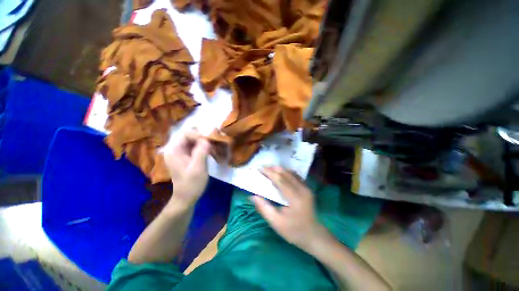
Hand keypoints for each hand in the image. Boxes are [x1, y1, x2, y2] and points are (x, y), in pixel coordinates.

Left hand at [163, 130, 210, 206]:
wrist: (186, 198)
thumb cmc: (191, 184)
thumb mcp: (198, 169)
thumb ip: (201, 152)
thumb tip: (207, 140)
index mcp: (174, 151)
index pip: (186, 134)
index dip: (199, 135)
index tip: (210, 142)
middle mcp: (175, 149)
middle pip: (190, 136)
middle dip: (203, 139)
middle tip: (213, 145)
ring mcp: (181, 153)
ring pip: (194, 141)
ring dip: (205, 143)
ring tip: (213, 149)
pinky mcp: (187, 156)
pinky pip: (196, 147)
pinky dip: (204, 147)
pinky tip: (210, 152)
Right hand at [252, 167, 327, 251]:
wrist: (313, 235)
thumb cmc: (293, 231)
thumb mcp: (276, 223)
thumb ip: (264, 208)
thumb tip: (252, 196)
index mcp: (295, 198)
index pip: (280, 180)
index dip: (269, 173)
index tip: (260, 169)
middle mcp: (302, 189)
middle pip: (286, 174)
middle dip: (274, 169)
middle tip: (263, 167)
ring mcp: (307, 188)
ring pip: (291, 173)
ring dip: (280, 169)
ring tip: (270, 169)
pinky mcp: (308, 188)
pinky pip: (296, 176)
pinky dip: (287, 172)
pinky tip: (280, 173)